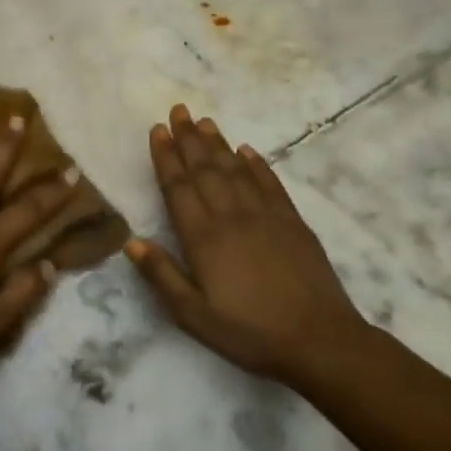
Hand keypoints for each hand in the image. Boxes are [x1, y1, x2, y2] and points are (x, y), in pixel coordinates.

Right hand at [126, 105, 368, 381]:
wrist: (319, 340)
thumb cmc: (248, 331)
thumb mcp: (192, 315)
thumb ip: (162, 275)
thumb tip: (132, 241)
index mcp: (203, 238)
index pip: (179, 187)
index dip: (166, 157)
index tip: (157, 131)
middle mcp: (232, 217)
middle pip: (206, 169)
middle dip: (189, 139)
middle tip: (178, 110)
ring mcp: (266, 216)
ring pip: (236, 170)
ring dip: (218, 144)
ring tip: (205, 121)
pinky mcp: (293, 223)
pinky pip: (270, 184)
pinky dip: (257, 164)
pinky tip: (247, 151)